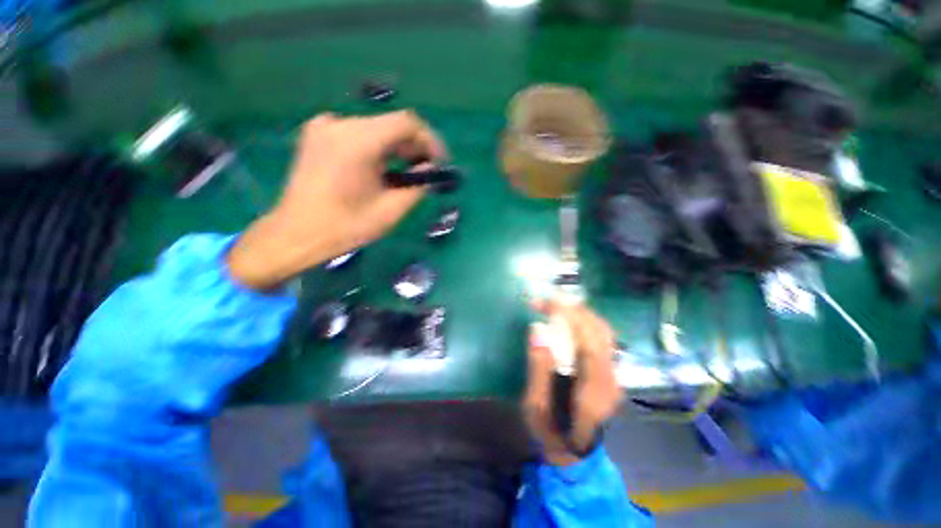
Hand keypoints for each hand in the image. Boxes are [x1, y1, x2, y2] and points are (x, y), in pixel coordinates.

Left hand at [228, 111, 447, 288]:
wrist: (297, 234)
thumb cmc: (346, 227)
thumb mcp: (391, 211)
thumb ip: (417, 186)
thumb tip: (428, 170)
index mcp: (358, 141)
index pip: (406, 123)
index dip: (429, 139)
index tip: (438, 162)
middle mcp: (340, 124)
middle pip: (390, 124)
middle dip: (413, 146)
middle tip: (425, 170)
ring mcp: (324, 127)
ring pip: (375, 129)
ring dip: (396, 148)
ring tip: (406, 172)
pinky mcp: (317, 135)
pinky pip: (357, 134)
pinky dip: (376, 148)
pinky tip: (379, 169)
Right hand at [523, 299, 622, 465]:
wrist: (574, 451)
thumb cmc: (550, 431)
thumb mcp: (535, 407)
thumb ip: (538, 369)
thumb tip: (537, 330)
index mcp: (593, 393)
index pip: (589, 344)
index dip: (571, 318)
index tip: (548, 302)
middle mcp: (611, 380)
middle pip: (600, 332)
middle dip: (573, 310)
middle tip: (544, 302)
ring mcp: (615, 375)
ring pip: (603, 332)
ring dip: (579, 313)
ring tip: (553, 306)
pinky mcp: (611, 370)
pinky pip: (600, 337)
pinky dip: (583, 322)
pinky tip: (566, 319)